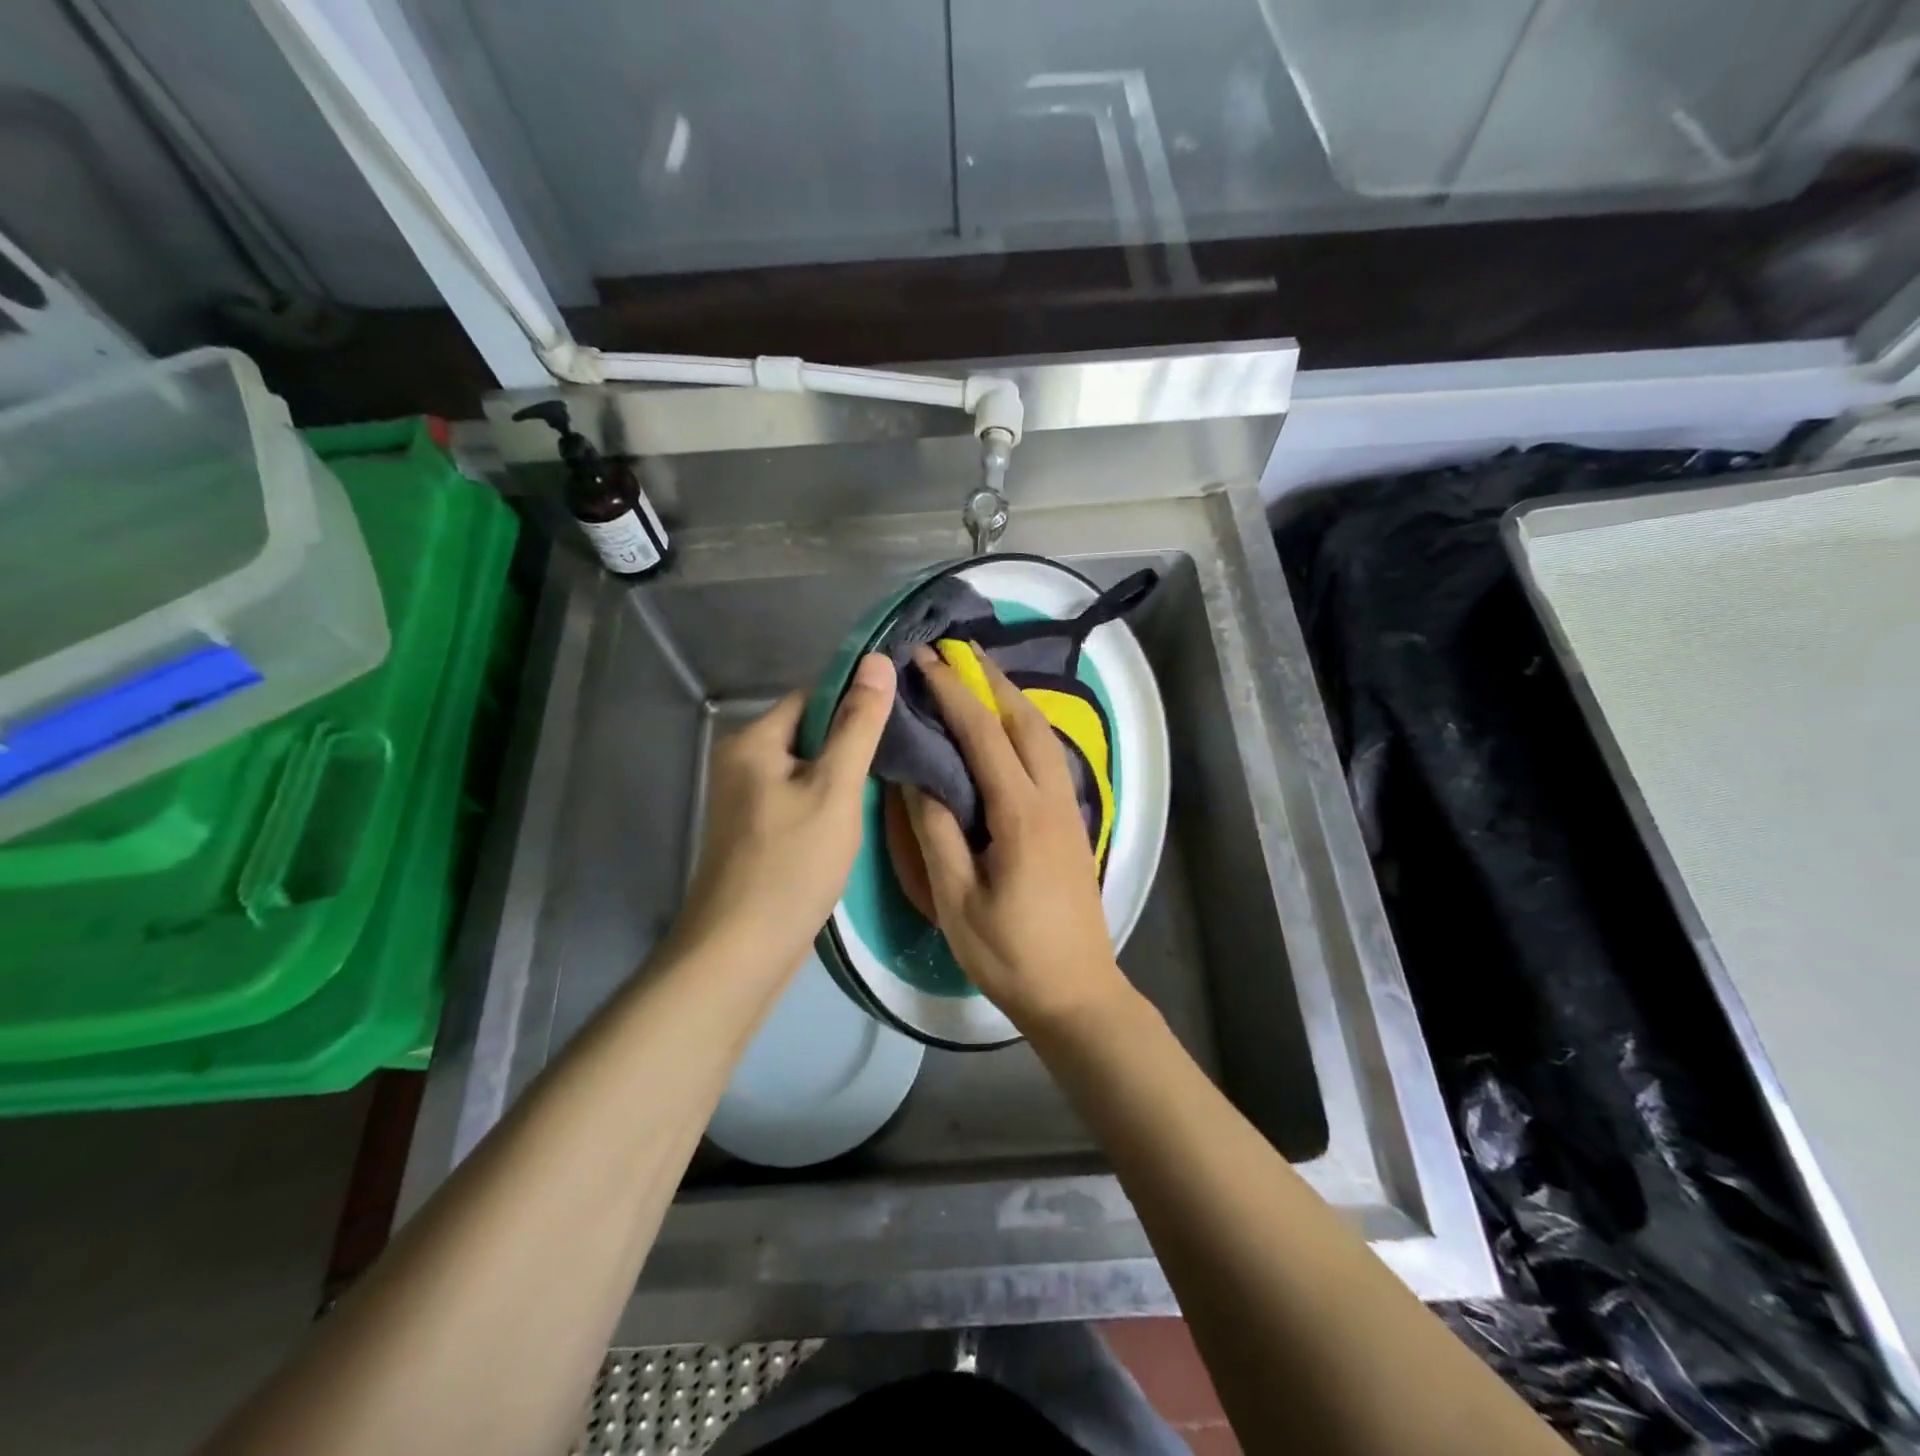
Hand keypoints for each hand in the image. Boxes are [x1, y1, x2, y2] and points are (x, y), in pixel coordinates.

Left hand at [674, 654, 895, 974]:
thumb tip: (877, 661)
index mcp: (753, 741)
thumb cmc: (791, 864)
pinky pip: (798, 801)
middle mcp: (741, 763)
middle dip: (851, 745)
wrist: (742, 951)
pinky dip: (826, 805)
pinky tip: (855, 823)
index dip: (856, 704)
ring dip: (842, 778)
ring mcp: (746, 801)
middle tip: (900, 761)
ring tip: (887, 789)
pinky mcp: (756, 833)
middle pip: (809, 734)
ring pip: (807, 771)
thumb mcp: (835, 789)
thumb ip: (858, 726)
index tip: (900, 721)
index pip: (813, 698)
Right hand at [901, 644, 1134, 1033]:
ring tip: (978, 677)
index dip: (953, 693)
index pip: (984, 735)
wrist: (1077, 993)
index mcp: (1022, 815)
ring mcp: (1070, 810)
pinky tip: (1004, 730)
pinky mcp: (1073, 824)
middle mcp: (1053, 799)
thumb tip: (917, 778)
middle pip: (1026, 720)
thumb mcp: (955, 900)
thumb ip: (936, 832)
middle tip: (957, 651)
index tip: (925, 660)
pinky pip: (1049, 757)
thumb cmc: (1010, 954)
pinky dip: (1024, 728)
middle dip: (991, 679)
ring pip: (1044, 736)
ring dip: (1011, 699)